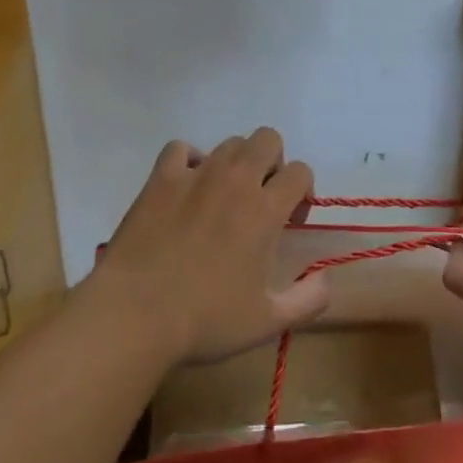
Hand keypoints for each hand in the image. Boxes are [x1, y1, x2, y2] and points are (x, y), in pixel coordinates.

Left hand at [93, 129, 326, 364]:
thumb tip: (327, 279)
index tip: (290, 221)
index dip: (302, 191)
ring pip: (228, 143)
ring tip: (223, 197)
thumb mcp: (267, 322)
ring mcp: (195, 175)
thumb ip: (308, 300)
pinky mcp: (161, 179)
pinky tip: (186, 186)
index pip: (300, 172)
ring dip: (235, 163)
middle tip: (261, 198)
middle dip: (273, 162)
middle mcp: (235, 181)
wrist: (134, 315)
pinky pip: (181, 148)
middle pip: (268, 139)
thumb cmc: (205, 320)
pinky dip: (189, 160)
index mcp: (265, 210)